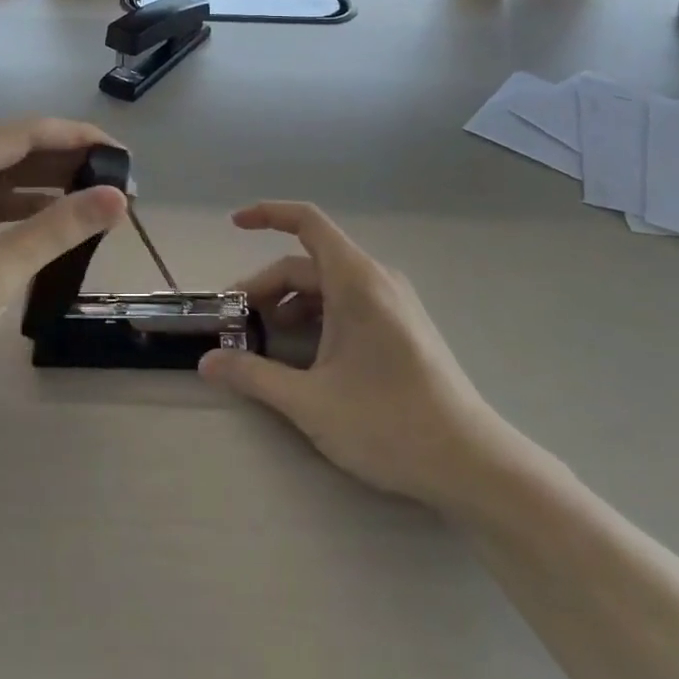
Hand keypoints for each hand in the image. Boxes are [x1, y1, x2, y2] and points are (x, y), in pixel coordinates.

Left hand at [0, 118, 127, 395]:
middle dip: (71, 166)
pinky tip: (57, 225)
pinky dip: (24, 210)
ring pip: (5, 177)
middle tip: (124, 191)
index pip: (30, 133)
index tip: (129, 160)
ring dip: (51, 189)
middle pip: (18, 150)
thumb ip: (58, 229)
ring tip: (101, 207)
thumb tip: (119, 197)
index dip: (83, 140)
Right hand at [200, 202, 496, 509]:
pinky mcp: (404, 326)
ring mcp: (395, 303)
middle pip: (310, 263)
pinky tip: (304, 355)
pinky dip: (318, 315)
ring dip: (291, 303)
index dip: (267, 215)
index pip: (307, 222)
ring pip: (330, 285)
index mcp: (356, 281)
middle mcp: (378, 280)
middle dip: (267, 286)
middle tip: (236, 322)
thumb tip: (206, 363)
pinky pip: (350, 302)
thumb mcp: (310, 402)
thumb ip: (253, 376)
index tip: (233, 225)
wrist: (471, 464)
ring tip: (264, 341)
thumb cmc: (388, 424)